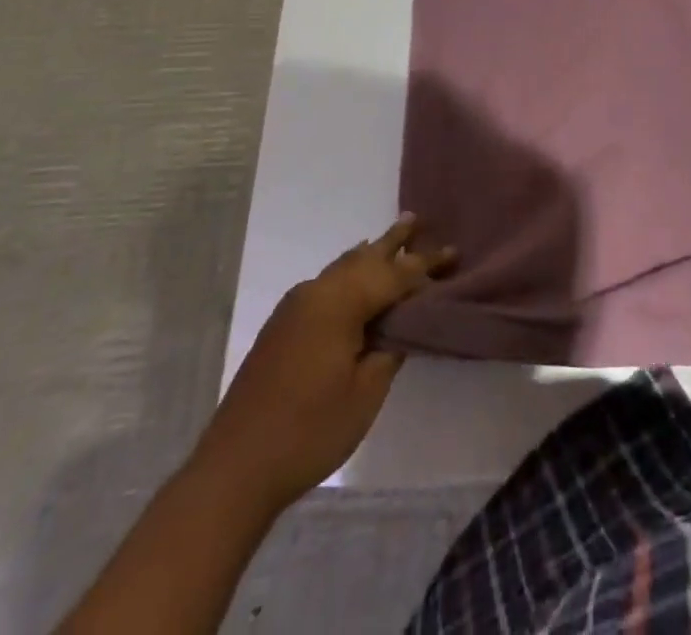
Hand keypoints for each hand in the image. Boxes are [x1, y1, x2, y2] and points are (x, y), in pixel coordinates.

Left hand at [194, 214, 454, 511]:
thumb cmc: (310, 431)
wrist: (235, 470)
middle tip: (419, 221)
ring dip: (371, 254)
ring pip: (343, 266)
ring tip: (393, 237)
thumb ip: (389, 347)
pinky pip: (327, 282)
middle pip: (365, 257)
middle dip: (395, 242)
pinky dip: (350, 272)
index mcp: (340, 302)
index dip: (426, 266)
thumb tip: (401, 323)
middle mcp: (316, 292)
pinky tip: (355, 273)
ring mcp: (295, 307)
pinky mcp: (283, 325)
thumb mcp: (366, 392)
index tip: (454, 253)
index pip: (394, 274)